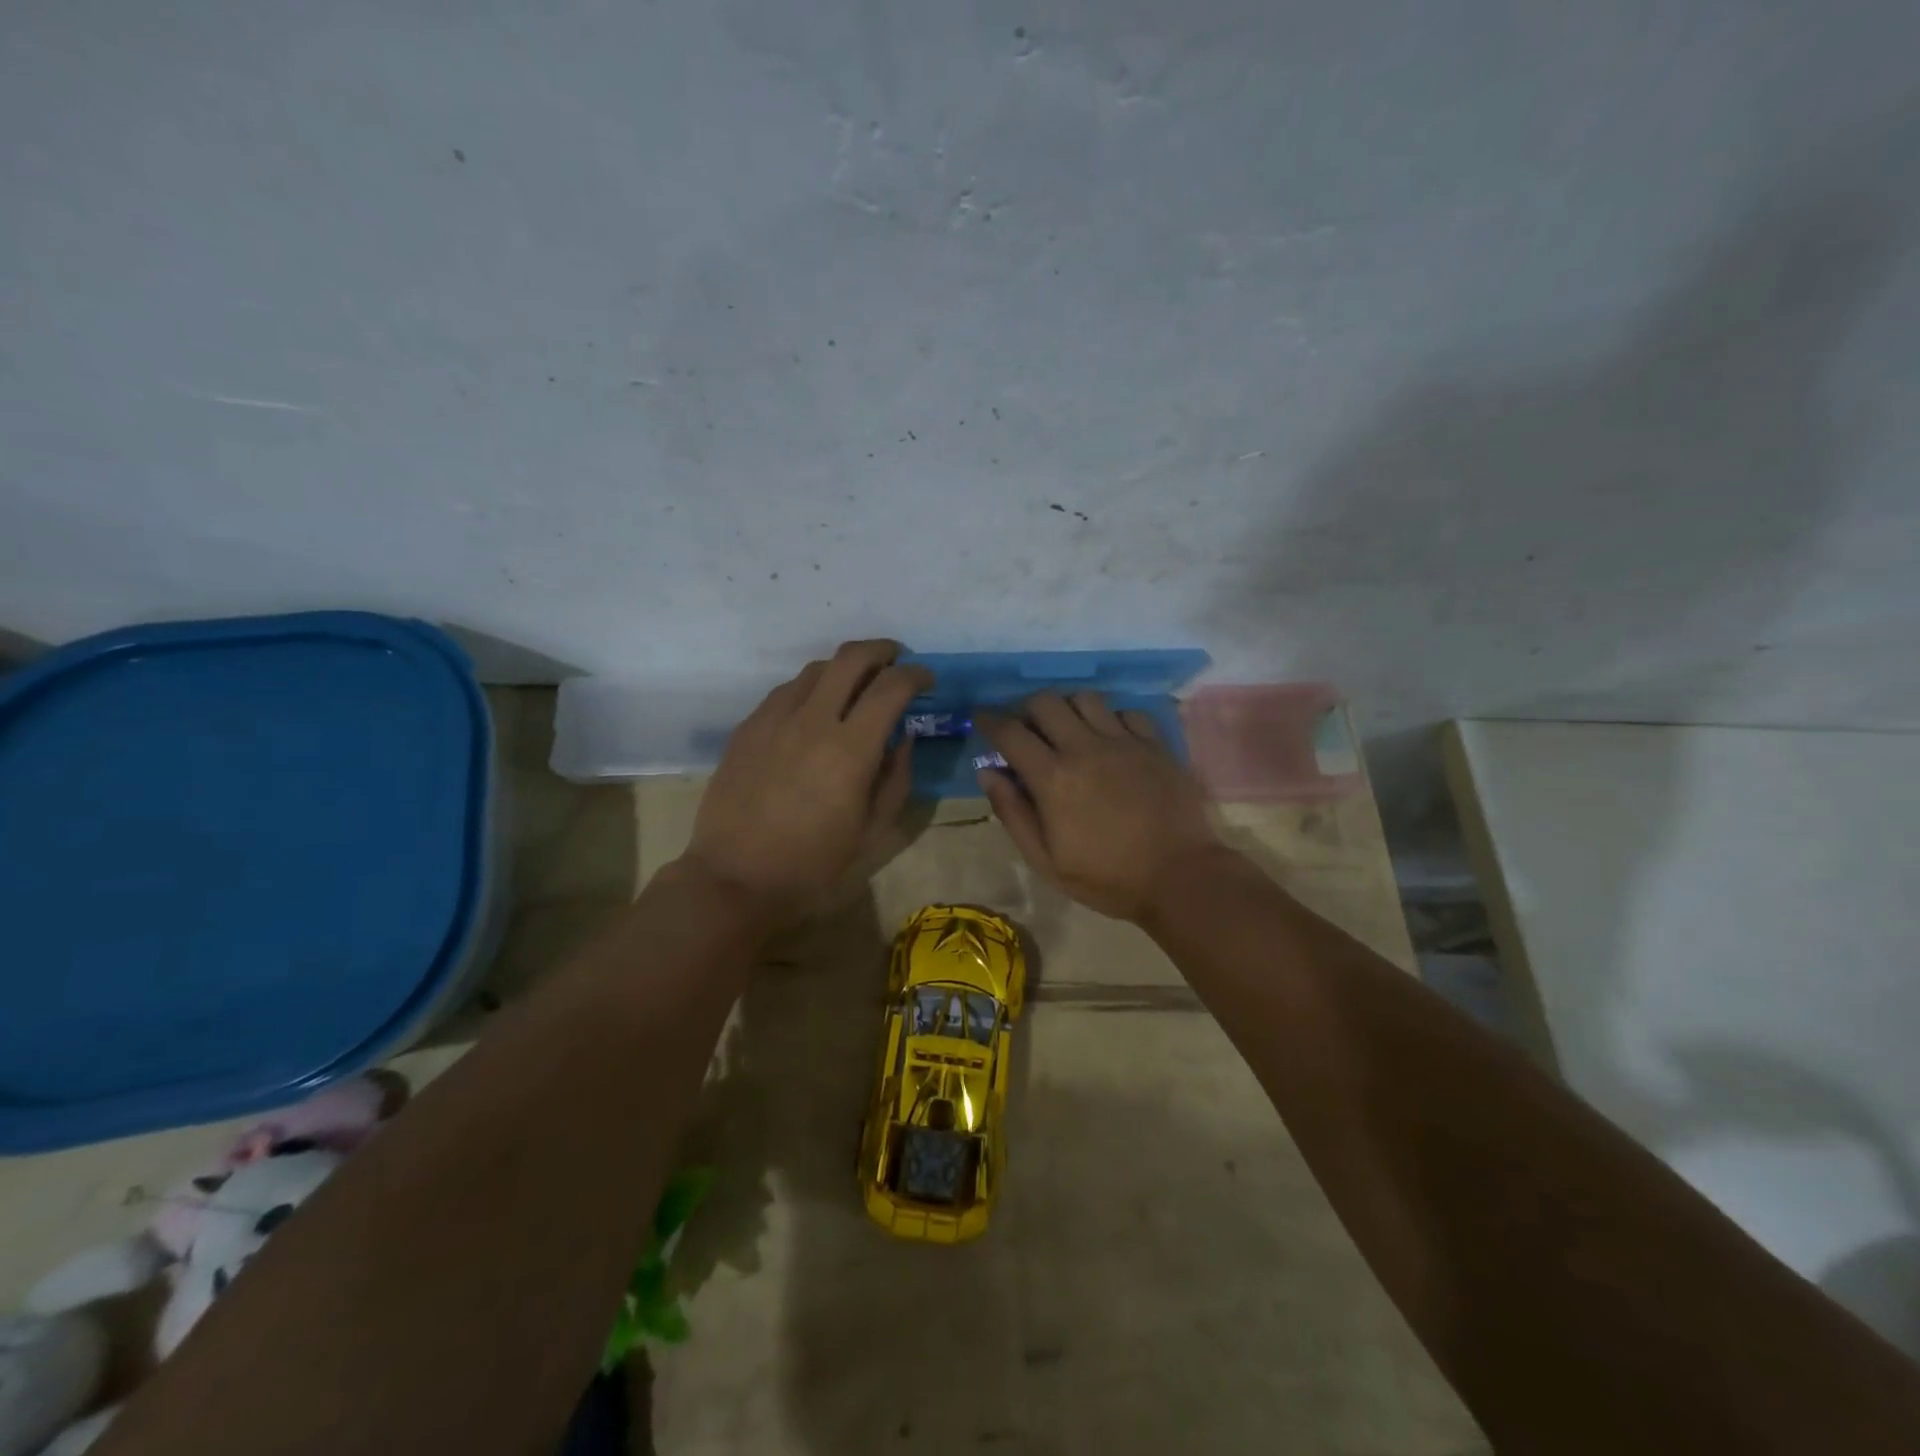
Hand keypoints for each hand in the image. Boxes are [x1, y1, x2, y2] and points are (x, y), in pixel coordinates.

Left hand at [682, 641, 930, 919]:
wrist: (735, 878)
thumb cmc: (813, 864)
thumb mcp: (871, 830)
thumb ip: (895, 778)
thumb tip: (903, 739)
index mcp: (851, 749)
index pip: (891, 687)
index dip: (916, 675)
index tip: (926, 680)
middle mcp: (813, 720)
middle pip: (851, 658)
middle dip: (882, 650)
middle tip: (895, 660)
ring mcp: (774, 719)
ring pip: (815, 669)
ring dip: (844, 668)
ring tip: (855, 686)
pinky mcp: (748, 728)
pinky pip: (785, 691)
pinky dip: (810, 689)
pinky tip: (813, 710)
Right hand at [977, 693, 1229, 921]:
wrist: (1180, 877)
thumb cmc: (1107, 877)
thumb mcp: (1046, 861)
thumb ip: (1013, 813)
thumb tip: (988, 772)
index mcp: (1053, 778)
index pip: (1010, 732)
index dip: (989, 720)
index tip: (981, 719)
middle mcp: (1085, 748)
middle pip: (1046, 702)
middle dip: (1027, 709)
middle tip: (1027, 729)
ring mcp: (1124, 741)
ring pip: (1085, 698)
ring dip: (1068, 709)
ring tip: (1068, 730)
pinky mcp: (1156, 744)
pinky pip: (1127, 712)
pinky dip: (1111, 719)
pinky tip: (1111, 739)